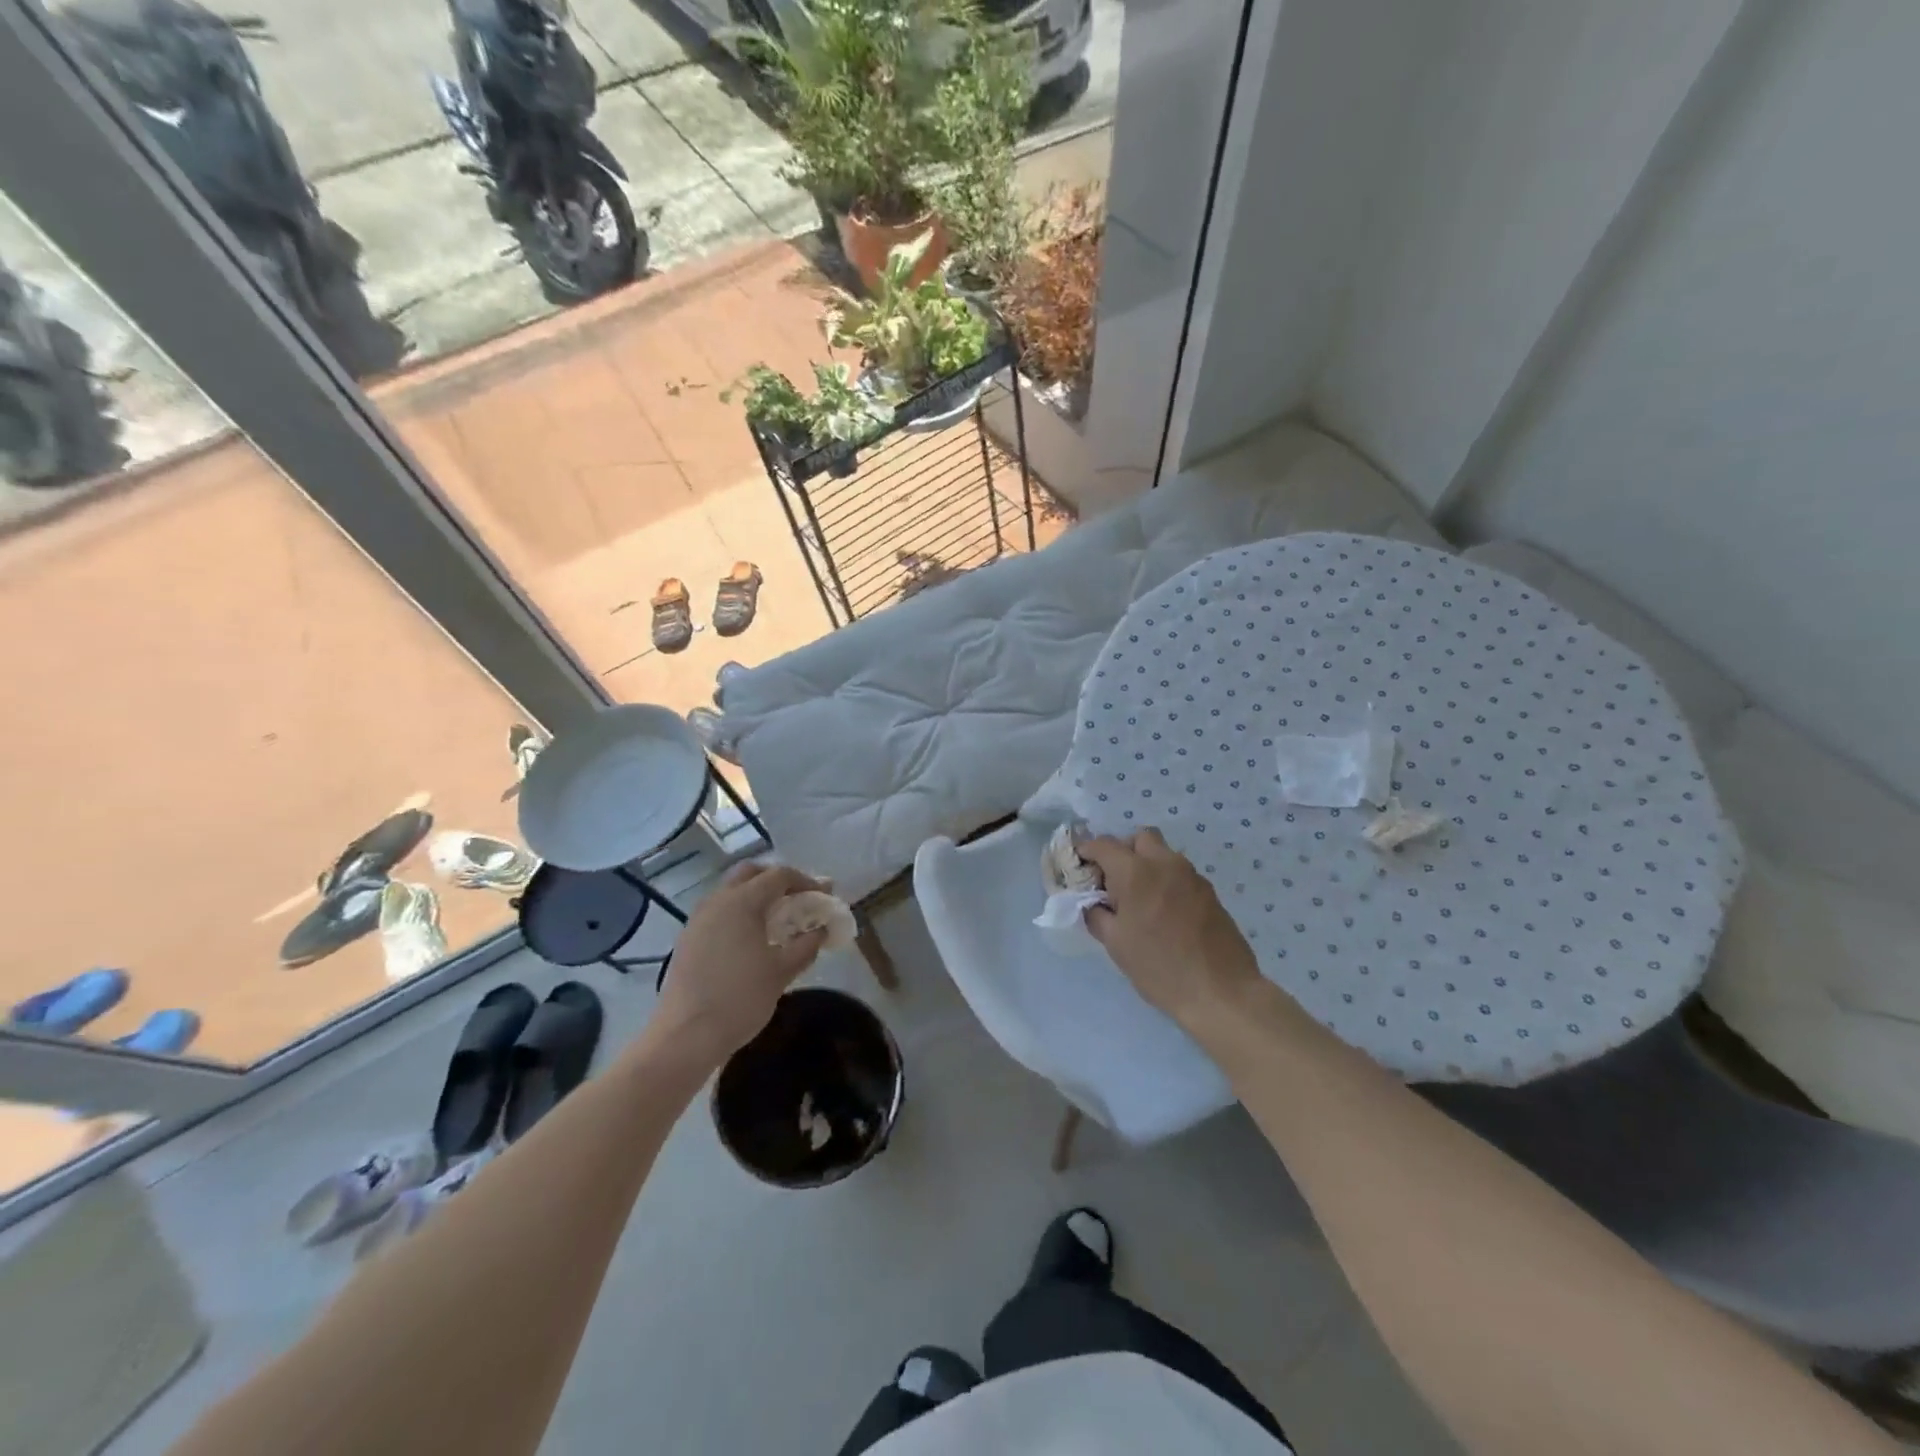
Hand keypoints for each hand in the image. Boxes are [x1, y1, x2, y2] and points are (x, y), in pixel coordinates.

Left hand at [652, 862, 830, 1064]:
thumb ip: (806, 945)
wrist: (685, 1036)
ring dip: (757, 896)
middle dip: (777, 880)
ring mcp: (698, 919)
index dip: (805, 881)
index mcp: (742, 902)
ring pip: (732, 891)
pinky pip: (719, 911)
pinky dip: (740, 913)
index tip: (823, 896)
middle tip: (798, 898)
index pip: (779, 875)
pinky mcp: (689, 938)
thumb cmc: (740, 999)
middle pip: (750, 873)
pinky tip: (752, 939)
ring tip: (778, 920)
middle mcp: (717, 901)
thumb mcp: (782, 971)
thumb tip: (821, 930)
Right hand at [1080, 829, 1261, 1027]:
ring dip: (1146, 865)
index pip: (1103, 845)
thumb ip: (1097, 915)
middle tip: (1114, 882)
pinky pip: (1180, 873)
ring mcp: (1191, 875)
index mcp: (1135, 872)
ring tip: (1139, 901)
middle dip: (1122, 851)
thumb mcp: (1115, 944)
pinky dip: (1166, 881)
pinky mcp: (1209, 891)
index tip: (1081, 868)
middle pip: (1139, 838)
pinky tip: (1164, 913)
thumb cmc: (1159, 967)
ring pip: (1162, 854)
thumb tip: (1092, 903)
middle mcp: (1164, 863)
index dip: (1087, 852)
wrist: (1221, 991)